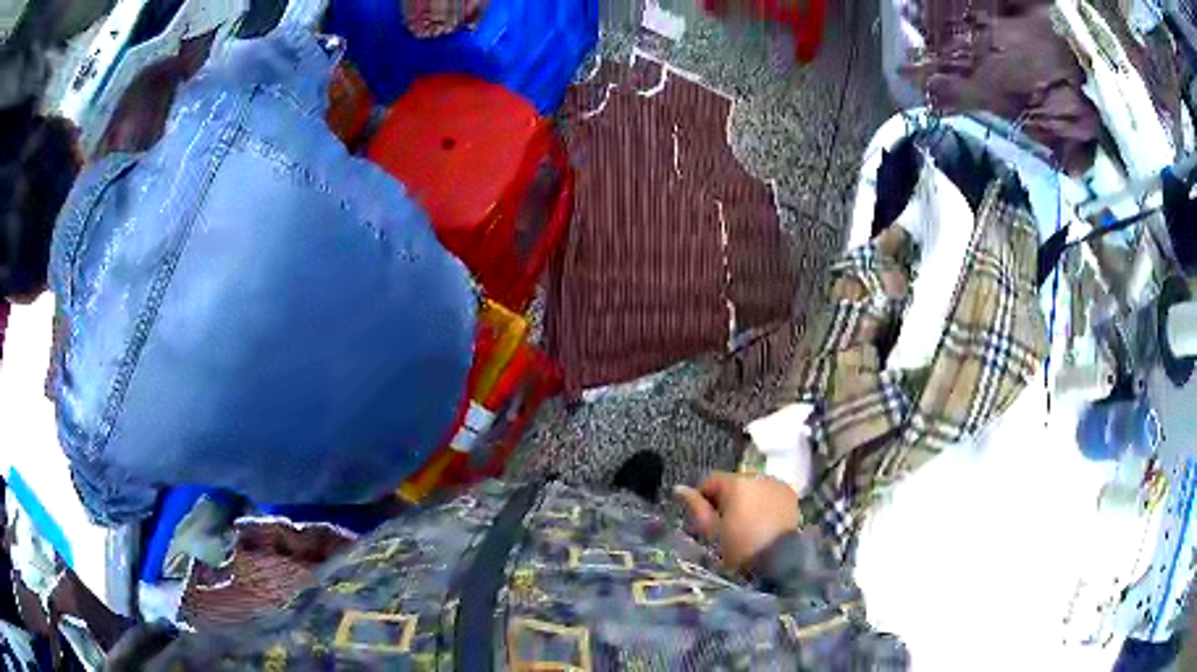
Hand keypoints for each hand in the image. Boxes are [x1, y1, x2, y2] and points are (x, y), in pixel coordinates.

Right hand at [674, 472, 799, 570]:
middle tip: (724, 524)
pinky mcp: (789, 494)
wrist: (777, 561)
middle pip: (733, 483)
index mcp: (736, 483)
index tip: (704, 518)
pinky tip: (762, 520)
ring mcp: (776, 484)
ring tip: (745, 523)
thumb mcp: (711, 531)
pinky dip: (763, 502)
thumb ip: (696, 507)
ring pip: (752, 487)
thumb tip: (679, 489)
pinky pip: (769, 493)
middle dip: (726, 499)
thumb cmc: (739, 548)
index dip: (703, 498)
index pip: (710, 481)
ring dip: (746, 500)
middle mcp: (758, 476)